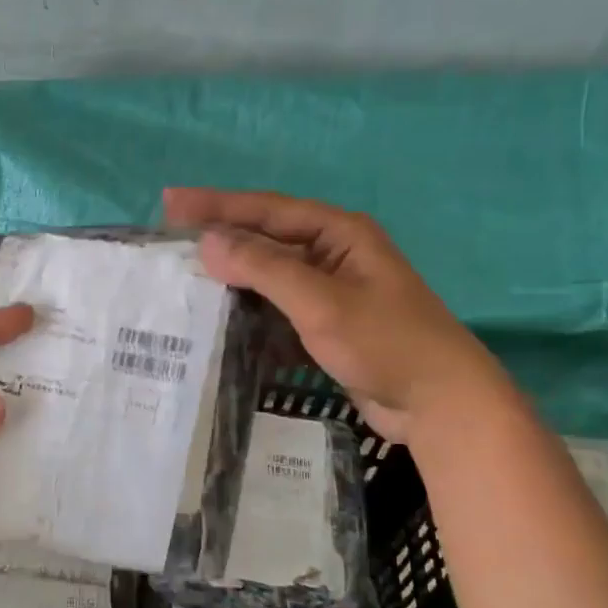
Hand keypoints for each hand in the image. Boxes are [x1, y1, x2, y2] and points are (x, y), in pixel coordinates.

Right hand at [163, 188, 508, 441]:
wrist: (439, 403)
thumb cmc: (385, 342)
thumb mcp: (321, 301)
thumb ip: (264, 268)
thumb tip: (207, 242)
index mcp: (338, 233)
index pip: (266, 209)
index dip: (216, 205)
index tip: (169, 204)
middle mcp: (332, 255)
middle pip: (265, 240)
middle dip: (219, 240)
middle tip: (169, 242)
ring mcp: (329, 292)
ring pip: (268, 277)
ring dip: (231, 280)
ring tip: (184, 282)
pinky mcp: (325, 326)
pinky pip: (277, 310)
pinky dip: (249, 314)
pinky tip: (219, 323)